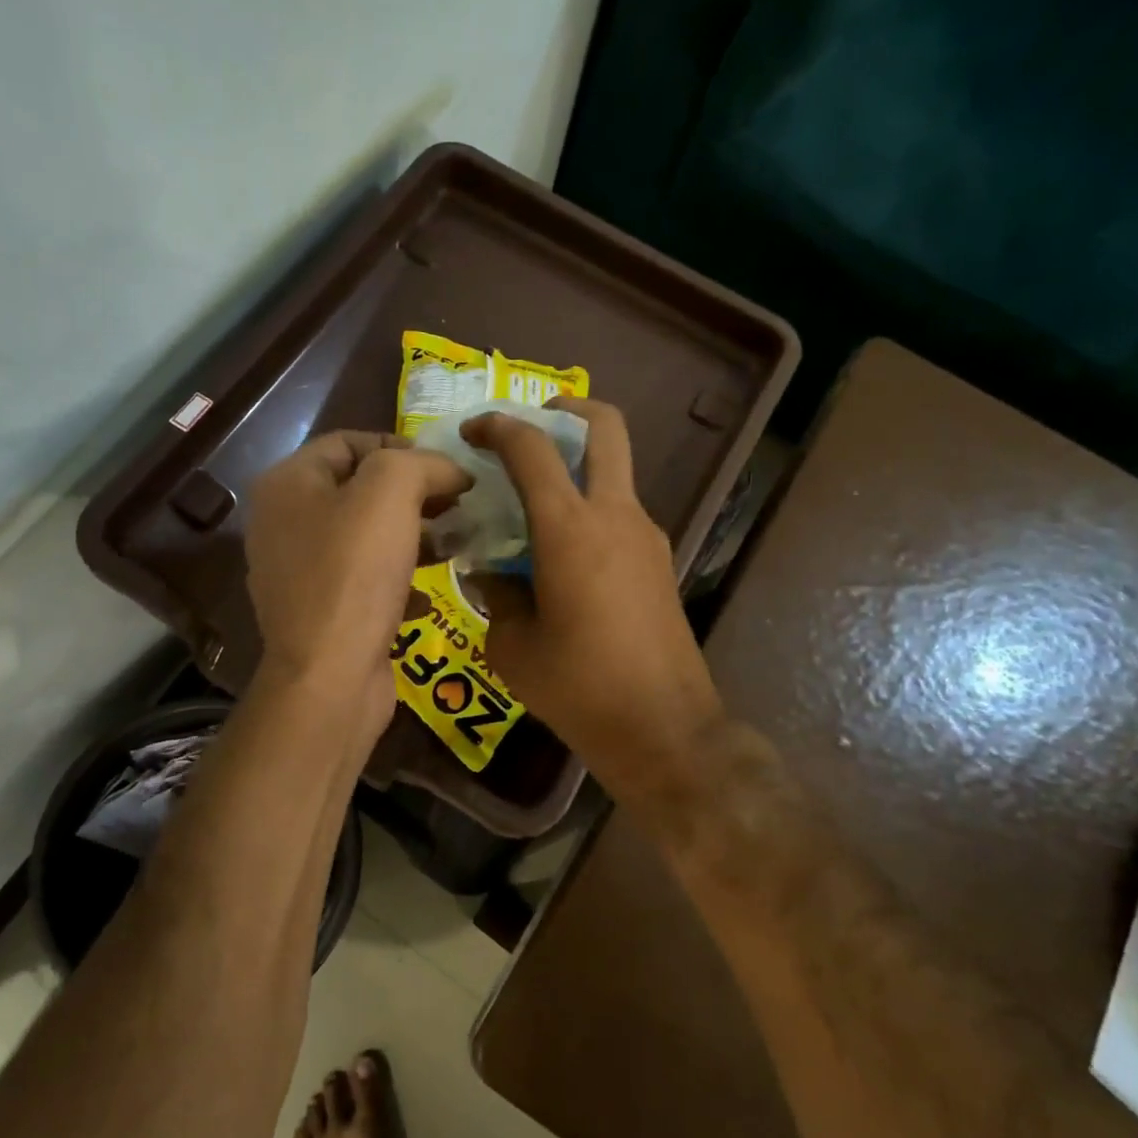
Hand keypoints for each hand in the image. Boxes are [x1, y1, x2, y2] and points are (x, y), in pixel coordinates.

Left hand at [245, 432, 468, 754]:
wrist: (330, 677)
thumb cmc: (354, 574)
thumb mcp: (389, 494)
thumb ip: (422, 463)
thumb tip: (451, 471)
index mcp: (288, 484)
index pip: (349, 442)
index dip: (402, 446)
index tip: (447, 468)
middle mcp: (285, 524)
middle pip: (360, 490)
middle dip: (415, 494)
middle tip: (460, 505)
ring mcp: (301, 572)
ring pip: (368, 538)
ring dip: (416, 536)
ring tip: (457, 544)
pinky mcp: (322, 612)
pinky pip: (366, 581)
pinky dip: (401, 580)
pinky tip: (430, 593)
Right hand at [463, 399, 726, 805]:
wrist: (663, 727)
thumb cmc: (578, 686)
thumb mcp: (512, 646)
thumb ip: (496, 596)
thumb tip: (490, 575)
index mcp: (570, 527)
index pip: (532, 448)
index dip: (499, 427)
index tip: (474, 431)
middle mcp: (615, 515)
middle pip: (605, 428)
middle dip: (568, 410)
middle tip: (534, 424)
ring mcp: (646, 536)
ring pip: (616, 472)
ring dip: (579, 467)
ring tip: (535, 507)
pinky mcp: (660, 562)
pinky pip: (621, 514)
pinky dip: (591, 510)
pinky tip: (563, 555)